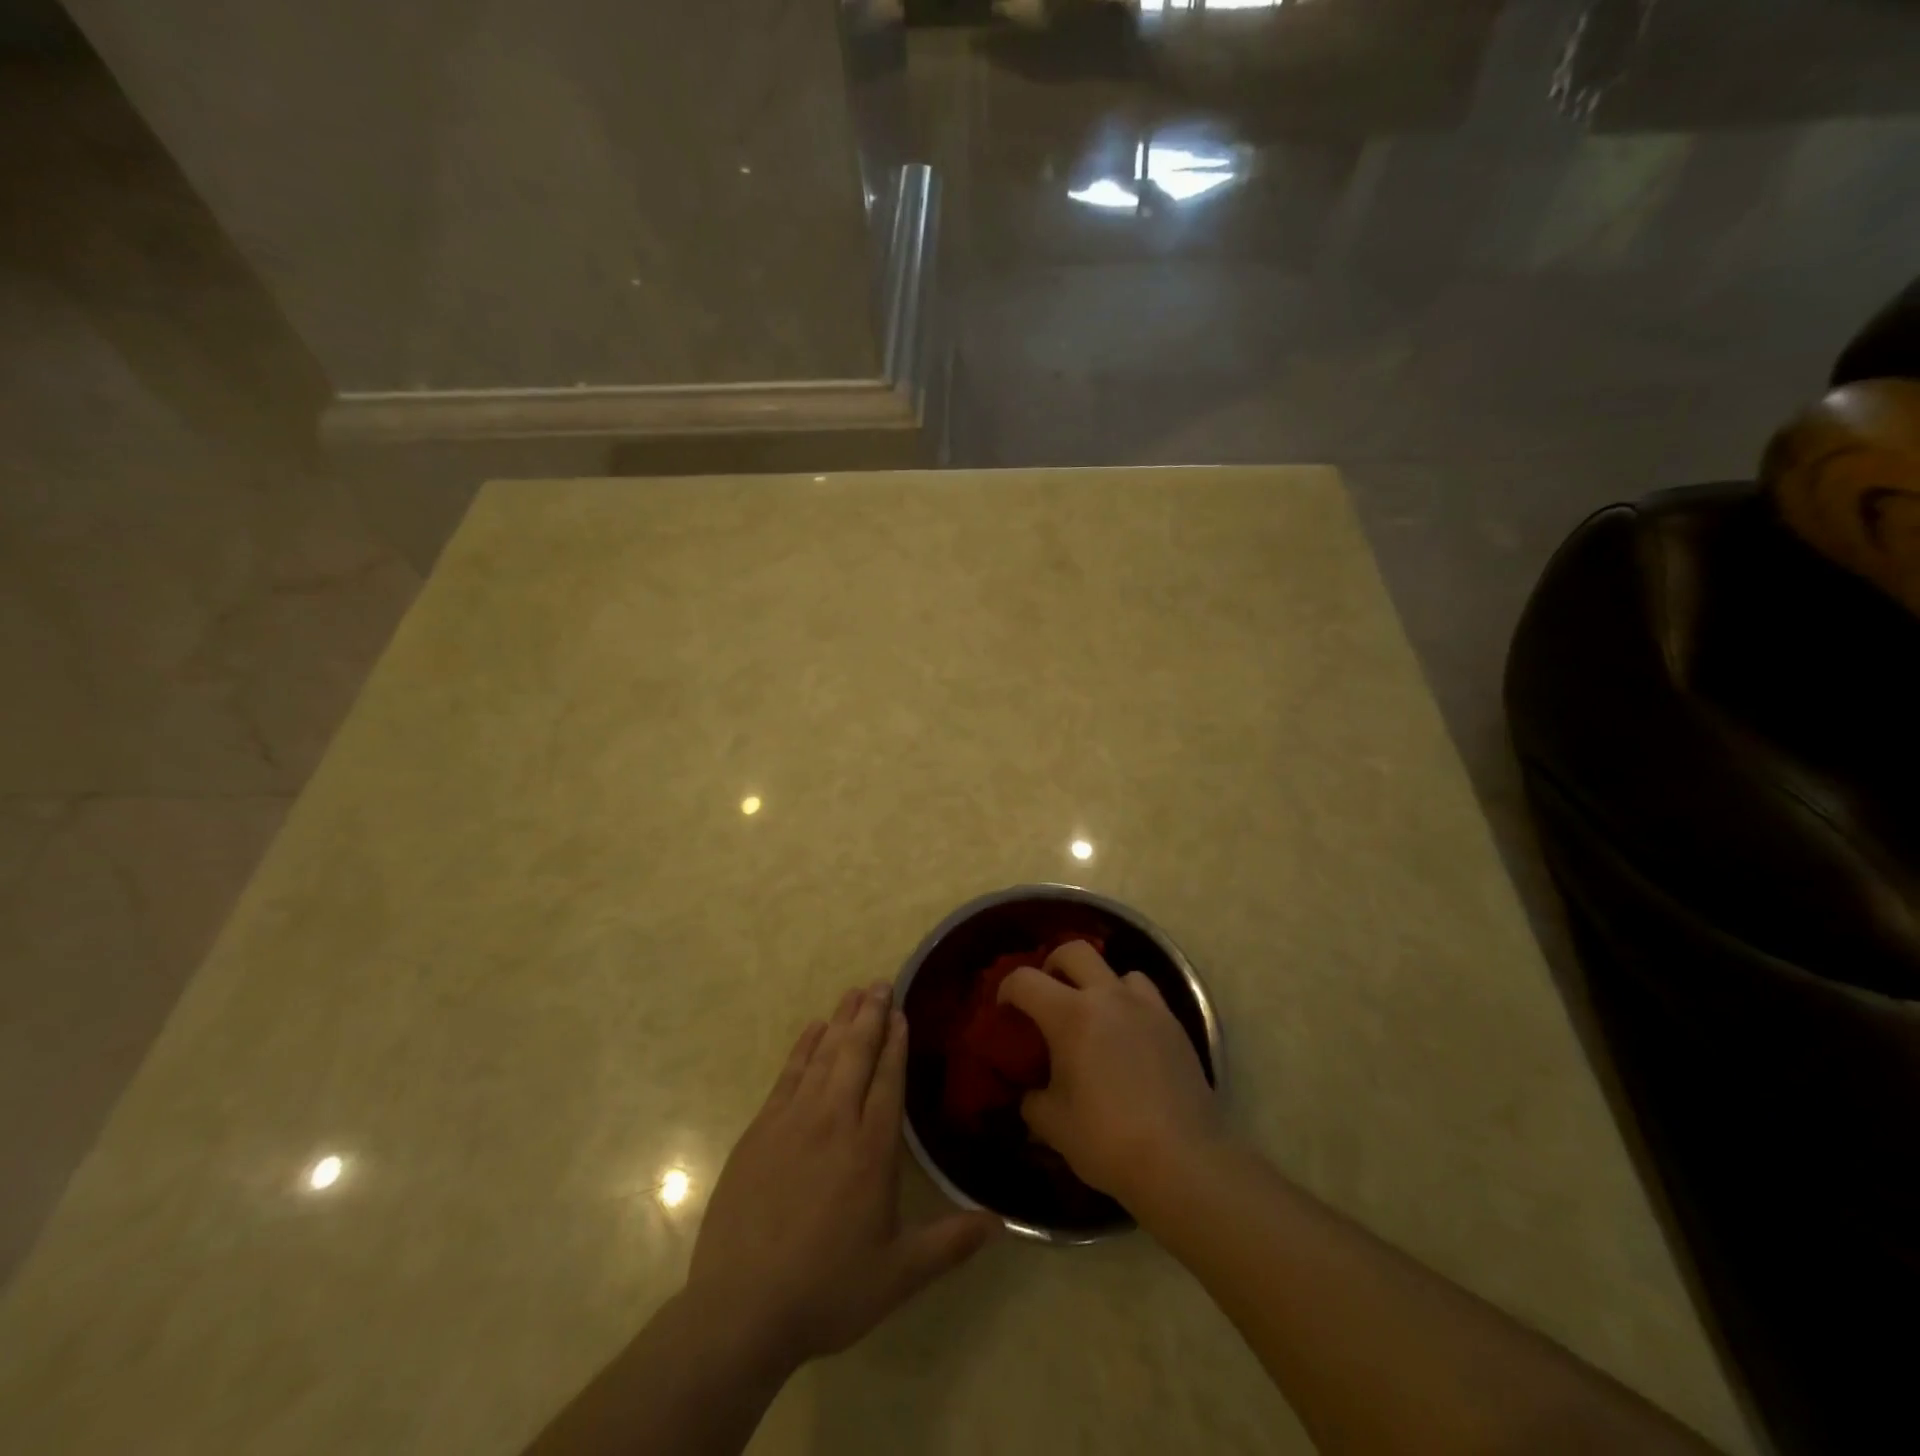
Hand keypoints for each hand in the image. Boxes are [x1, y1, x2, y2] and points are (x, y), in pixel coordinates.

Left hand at [687, 982, 998, 1368]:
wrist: (740, 1310)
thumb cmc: (826, 1290)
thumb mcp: (898, 1275)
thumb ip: (951, 1244)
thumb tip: (1001, 1222)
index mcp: (871, 1149)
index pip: (888, 1079)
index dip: (897, 1042)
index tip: (902, 1011)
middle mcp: (834, 1121)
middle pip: (856, 1054)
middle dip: (871, 1016)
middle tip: (881, 983)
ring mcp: (793, 1121)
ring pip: (823, 1056)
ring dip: (841, 1021)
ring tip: (854, 993)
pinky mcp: (761, 1130)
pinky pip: (788, 1073)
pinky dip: (803, 1046)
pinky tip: (812, 1029)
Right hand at [998, 941, 1221, 1207]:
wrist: (1182, 1161)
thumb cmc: (1107, 1140)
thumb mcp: (1052, 1125)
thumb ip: (1032, 1100)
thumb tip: (1031, 1092)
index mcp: (1071, 1015)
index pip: (1025, 980)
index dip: (1007, 989)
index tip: (1004, 1010)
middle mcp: (1108, 997)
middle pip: (1074, 951)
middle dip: (1053, 965)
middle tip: (1048, 995)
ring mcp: (1146, 1007)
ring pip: (1117, 971)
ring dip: (1099, 984)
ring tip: (1095, 1016)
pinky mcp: (1174, 1025)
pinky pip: (1146, 996)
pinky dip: (1130, 1005)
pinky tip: (1128, 1038)